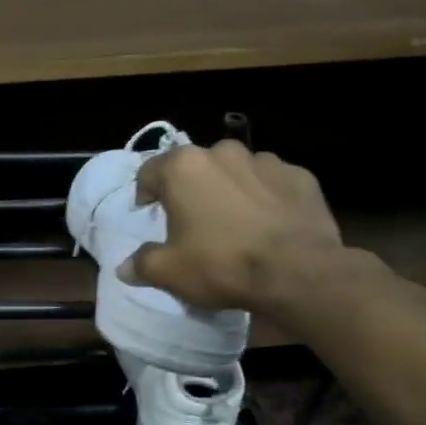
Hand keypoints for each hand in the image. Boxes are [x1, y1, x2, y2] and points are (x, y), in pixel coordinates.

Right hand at [120, 141, 345, 316]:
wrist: (297, 272)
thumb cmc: (221, 264)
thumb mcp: (169, 272)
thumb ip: (142, 264)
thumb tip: (125, 268)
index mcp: (184, 168)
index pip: (150, 171)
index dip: (145, 193)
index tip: (148, 212)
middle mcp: (223, 152)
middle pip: (195, 167)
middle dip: (190, 188)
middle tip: (192, 220)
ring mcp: (266, 161)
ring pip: (236, 171)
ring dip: (229, 189)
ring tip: (233, 222)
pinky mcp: (300, 176)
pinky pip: (272, 183)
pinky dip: (265, 197)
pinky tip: (267, 224)